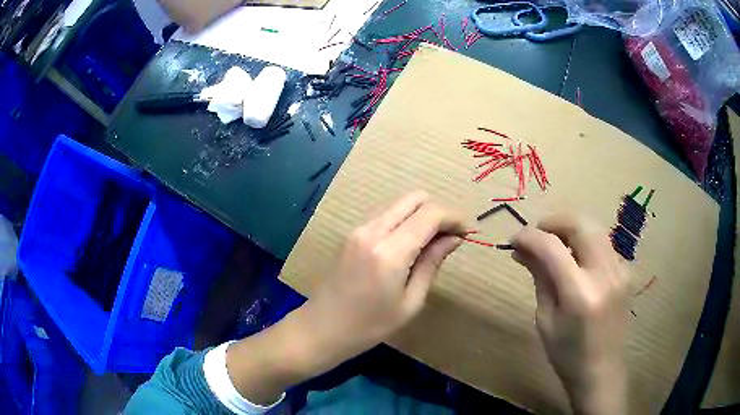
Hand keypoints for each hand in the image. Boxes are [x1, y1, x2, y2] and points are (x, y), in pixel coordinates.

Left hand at [226, 191, 464, 404]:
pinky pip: (386, 215)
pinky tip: (410, 244)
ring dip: (421, 215)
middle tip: (451, 236)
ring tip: (433, 242)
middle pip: (415, 198)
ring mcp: (358, 229)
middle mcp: (372, 230)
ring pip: (400, 204)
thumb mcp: (410, 301)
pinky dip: (405, 221)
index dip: (454, 218)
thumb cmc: (369, 326)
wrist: (322, 328)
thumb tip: (454, 238)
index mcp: (390, 251)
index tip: (468, 232)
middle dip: (439, 211)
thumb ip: (432, 263)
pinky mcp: (352, 234)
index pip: (430, 214)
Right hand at [511, 214, 627, 414]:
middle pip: (580, 224)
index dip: (530, 236)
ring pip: (595, 228)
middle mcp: (604, 275)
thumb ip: (540, 278)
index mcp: (580, 294)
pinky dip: (585, 241)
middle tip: (536, 232)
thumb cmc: (566, 354)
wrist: (602, 370)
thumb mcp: (545, 319)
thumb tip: (522, 250)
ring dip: (571, 227)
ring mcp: (620, 270)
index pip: (552, 247)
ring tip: (553, 242)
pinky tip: (575, 258)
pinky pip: (603, 244)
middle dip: (554, 221)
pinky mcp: (626, 272)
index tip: (514, 239)